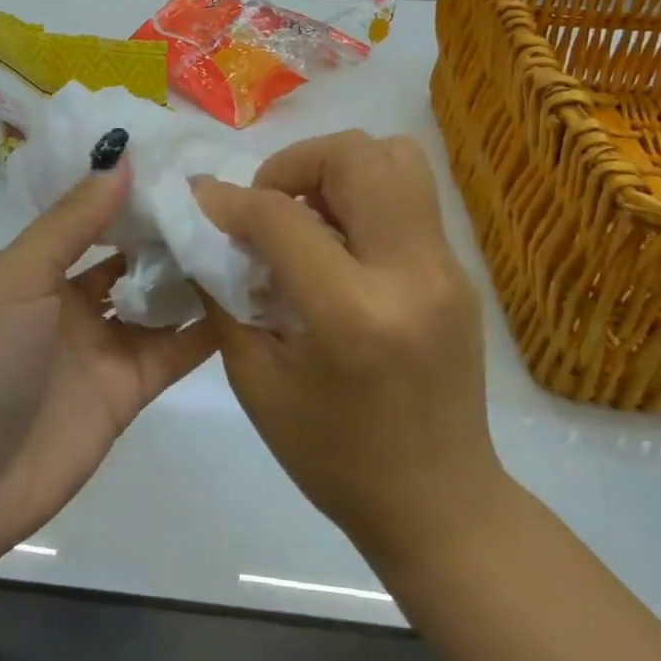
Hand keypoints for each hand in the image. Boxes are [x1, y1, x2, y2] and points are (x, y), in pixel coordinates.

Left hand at [0, 153, 216, 568]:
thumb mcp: (18, 277)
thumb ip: (72, 222)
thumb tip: (121, 157)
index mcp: (39, 269)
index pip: (96, 218)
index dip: (135, 194)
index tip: (188, 164)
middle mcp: (73, 302)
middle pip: (133, 258)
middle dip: (173, 232)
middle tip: (233, 199)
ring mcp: (104, 347)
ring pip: (161, 302)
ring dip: (196, 276)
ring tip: (251, 239)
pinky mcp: (130, 390)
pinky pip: (177, 351)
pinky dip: (209, 329)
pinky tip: (249, 298)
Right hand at [192, 131, 502, 572]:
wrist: (439, 505)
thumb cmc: (333, 457)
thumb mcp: (257, 382)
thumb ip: (226, 297)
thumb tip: (205, 234)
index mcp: (352, 313)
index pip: (282, 216)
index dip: (229, 200)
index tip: (201, 202)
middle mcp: (411, 274)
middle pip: (359, 154)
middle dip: (295, 163)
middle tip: (266, 206)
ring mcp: (447, 269)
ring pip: (397, 159)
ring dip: (337, 171)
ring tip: (305, 218)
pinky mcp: (459, 274)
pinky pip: (409, 199)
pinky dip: (362, 199)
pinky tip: (336, 250)